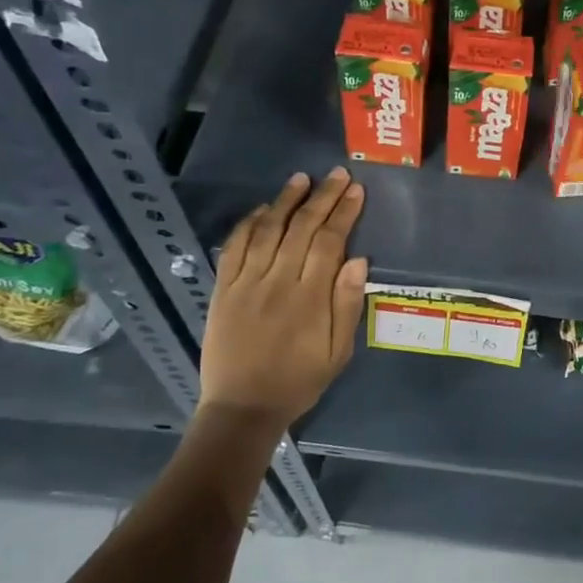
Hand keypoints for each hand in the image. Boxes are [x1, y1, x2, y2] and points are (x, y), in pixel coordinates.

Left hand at [201, 169, 366, 425]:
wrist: (242, 408)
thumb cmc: (299, 381)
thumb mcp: (338, 352)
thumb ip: (347, 305)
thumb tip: (359, 260)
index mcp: (310, 298)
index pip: (330, 242)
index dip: (344, 213)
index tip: (356, 191)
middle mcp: (278, 282)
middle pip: (302, 228)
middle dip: (322, 197)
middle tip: (337, 174)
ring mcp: (247, 283)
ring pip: (268, 230)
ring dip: (286, 201)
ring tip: (302, 178)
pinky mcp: (223, 289)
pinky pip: (235, 248)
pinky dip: (249, 224)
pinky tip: (264, 209)